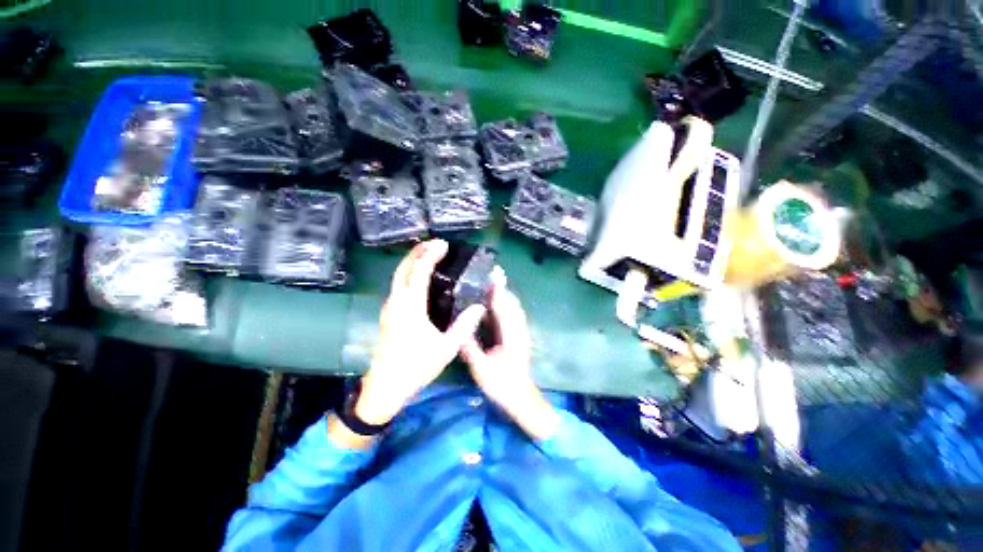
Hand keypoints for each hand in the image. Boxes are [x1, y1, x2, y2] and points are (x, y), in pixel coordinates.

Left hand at [356, 240, 486, 425]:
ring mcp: (390, 308)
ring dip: (412, 261)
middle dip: (418, 251)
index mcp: (411, 307)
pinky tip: (420, 278)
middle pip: (403, 268)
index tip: (444, 245)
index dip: (431, 255)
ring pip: (398, 275)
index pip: (419, 272)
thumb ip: (464, 326)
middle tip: (436, 244)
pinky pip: (398, 285)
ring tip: (429, 255)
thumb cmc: (416, 367)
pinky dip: (409, 273)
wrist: (385, 388)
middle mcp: (397, 302)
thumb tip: (480, 306)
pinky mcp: (388, 314)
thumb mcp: (446, 348)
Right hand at [461, 275, 558, 439]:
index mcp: (509, 335)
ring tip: (493, 285)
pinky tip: (498, 305)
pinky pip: (514, 315)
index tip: (493, 274)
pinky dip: (507, 305)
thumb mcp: (481, 369)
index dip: (497, 290)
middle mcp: (518, 330)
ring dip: (505, 295)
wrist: (520, 398)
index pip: (503, 307)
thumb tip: (458, 331)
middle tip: (491, 274)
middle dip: (503, 288)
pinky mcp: (519, 337)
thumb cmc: (501, 385)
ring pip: (514, 308)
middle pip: (511, 303)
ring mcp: (520, 333)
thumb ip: (470, 349)